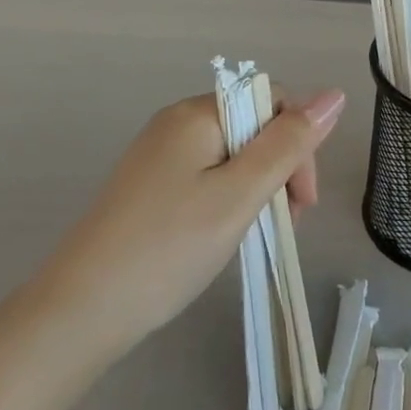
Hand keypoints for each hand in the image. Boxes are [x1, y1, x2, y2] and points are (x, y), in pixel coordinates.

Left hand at [45, 89, 344, 355]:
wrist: (77, 314)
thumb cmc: (167, 249)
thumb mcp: (239, 195)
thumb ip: (288, 144)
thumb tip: (333, 94)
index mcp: (197, 113)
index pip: (271, 102)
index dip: (298, 144)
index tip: (301, 203)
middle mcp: (175, 122)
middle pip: (251, 127)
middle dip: (278, 169)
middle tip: (281, 226)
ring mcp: (157, 155)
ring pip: (230, 155)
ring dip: (255, 189)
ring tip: (251, 236)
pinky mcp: (146, 187)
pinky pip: (204, 176)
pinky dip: (225, 200)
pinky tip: (218, 236)